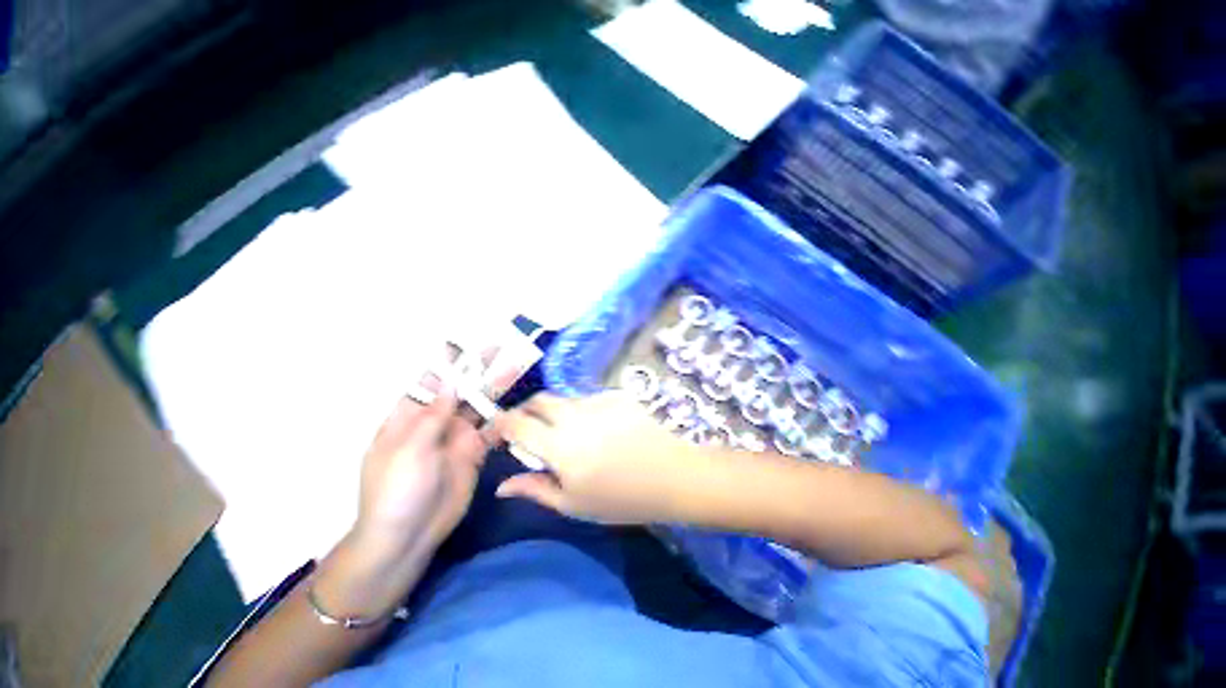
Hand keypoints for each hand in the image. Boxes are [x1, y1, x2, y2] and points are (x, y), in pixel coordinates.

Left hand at [353, 347, 524, 557]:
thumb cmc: (396, 490)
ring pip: (480, 406)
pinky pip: (493, 430)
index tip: (468, 344)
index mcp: (411, 416)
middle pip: (461, 389)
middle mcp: (437, 421)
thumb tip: (452, 382)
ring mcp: (458, 437)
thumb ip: (434, 415)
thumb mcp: (409, 449)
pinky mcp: (475, 452)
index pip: (431, 381)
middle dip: (479, 370)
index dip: (449, 363)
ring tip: (517, 368)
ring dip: (496, 389)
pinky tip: (521, 408)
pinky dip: (506, 419)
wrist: (407, 537)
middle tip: (502, 348)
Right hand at [493, 392, 703, 523]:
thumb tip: (502, 485)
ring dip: (556, 412)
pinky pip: (588, 399)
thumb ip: (535, 488)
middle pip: (538, 400)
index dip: (500, 425)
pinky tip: (599, 429)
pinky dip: (582, 411)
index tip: (497, 435)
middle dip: (525, 411)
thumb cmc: (621, 498)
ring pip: (563, 399)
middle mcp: (574, 415)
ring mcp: (597, 401)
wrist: (671, 475)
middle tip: (529, 431)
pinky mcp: (615, 396)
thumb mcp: (573, 503)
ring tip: (569, 435)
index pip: (516, 423)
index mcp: (558, 444)